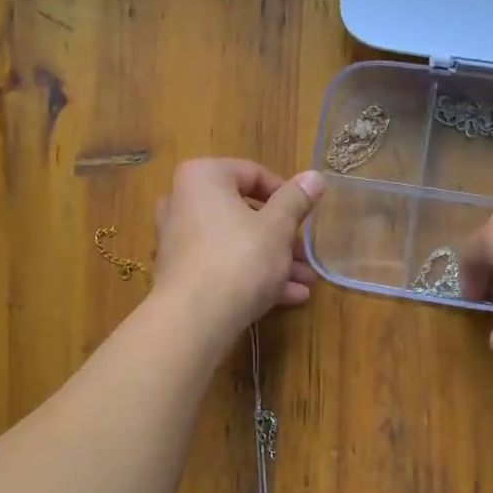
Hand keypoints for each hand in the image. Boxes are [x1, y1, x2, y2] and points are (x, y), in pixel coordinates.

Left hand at [152, 159, 323, 333]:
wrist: (194, 319)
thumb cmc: (240, 259)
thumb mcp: (278, 227)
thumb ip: (296, 200)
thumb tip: (315, 176)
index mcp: (203, 177)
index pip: (252, 174)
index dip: (286, 195)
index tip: (306, 217)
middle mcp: (182, 202)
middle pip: (244, 212)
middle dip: (282, 236)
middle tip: (306, 255)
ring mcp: (178, 240)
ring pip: (235, 242)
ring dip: (273, 260)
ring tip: (305, 282)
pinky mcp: (180, 273)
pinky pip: (221, 264)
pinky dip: (250, 275)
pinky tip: (286, 297)